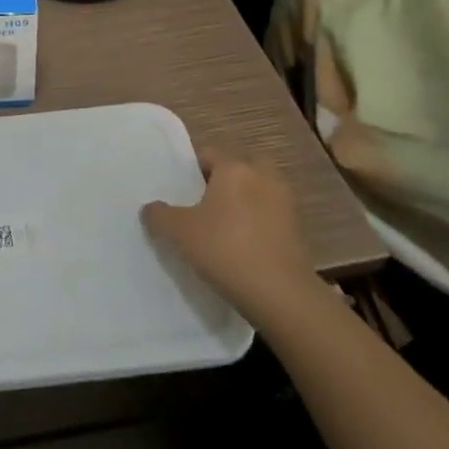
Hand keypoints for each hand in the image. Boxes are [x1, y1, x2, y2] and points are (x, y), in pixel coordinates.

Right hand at [141, 147, 316, 317]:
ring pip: (257, 190)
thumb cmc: (225, 250)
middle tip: (203, 202)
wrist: (280, 294)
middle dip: (223, 180)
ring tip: (221, 226)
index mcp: (234, 169)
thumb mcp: (179, 232)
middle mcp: (262, 177)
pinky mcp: (297, 229)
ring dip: (243, 201)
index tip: (178, 189)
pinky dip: (256, 222)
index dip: (190, 169)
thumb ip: (159, 215)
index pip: (208, 154)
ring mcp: (284, 203)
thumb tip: (151, 208)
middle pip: (239, 167)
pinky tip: (241, 245)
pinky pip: (269, 215)